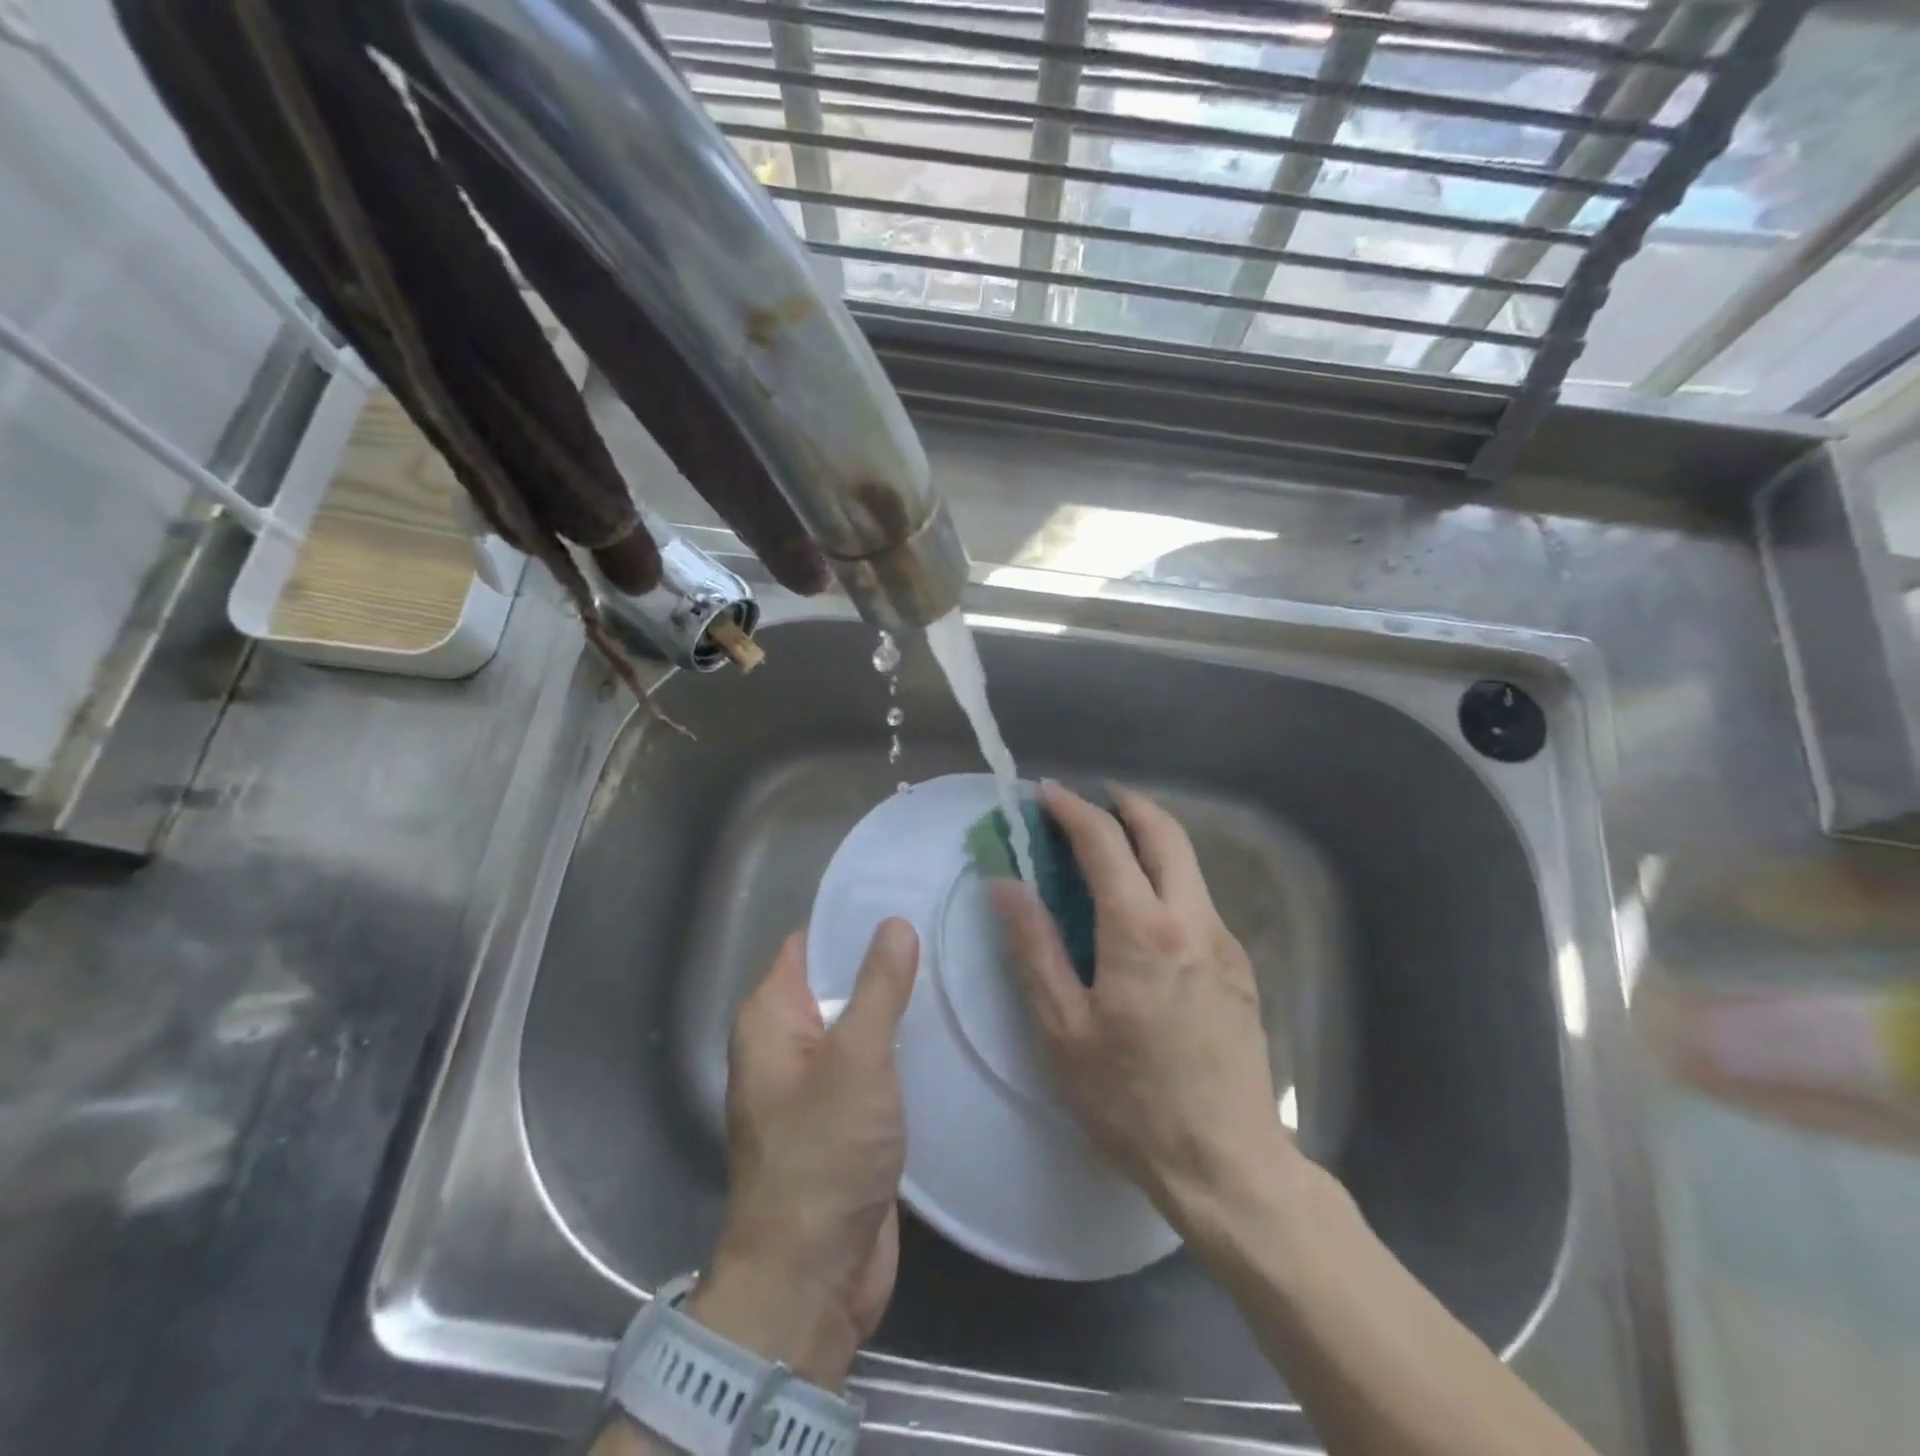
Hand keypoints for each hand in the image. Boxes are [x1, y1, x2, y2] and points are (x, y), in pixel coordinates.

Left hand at [690, 920, 918, 1389]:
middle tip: (944, 931)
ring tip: (955, 970)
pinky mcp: (844, 1119)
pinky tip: (946, 1032)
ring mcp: (815, 1084)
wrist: (811, 1278)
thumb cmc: (823, 1154)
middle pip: (837, 984)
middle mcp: (785, 1044)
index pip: (810, 945)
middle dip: (884, 962)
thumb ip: (877, 987)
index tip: (907, 897)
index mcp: (770, 1018)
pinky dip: (901, 1050)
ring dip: (897, 1008)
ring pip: (859, 1026)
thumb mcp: (856, 1058)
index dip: (852, 921)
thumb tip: (893, 923)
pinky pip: (872, 1067)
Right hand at [991, 782, 1288, 1225]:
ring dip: (1148, 838)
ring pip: (1188, 862)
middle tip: (1088, 802)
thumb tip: (1007, 885)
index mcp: (1143, 931)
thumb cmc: (1131, 1101)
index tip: (1045, 794)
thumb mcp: (1063, 1030)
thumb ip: (1034, 948)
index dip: (1072, 810)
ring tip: (1108, 849)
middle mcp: (1192, 920)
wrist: (1227, 1164)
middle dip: (1124, 804)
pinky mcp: (1240, 965)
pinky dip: (1166, 876)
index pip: (1106, 842)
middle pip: (1165, 832)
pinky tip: (1140, 909)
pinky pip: (1198, 898)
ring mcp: (1225, 941)